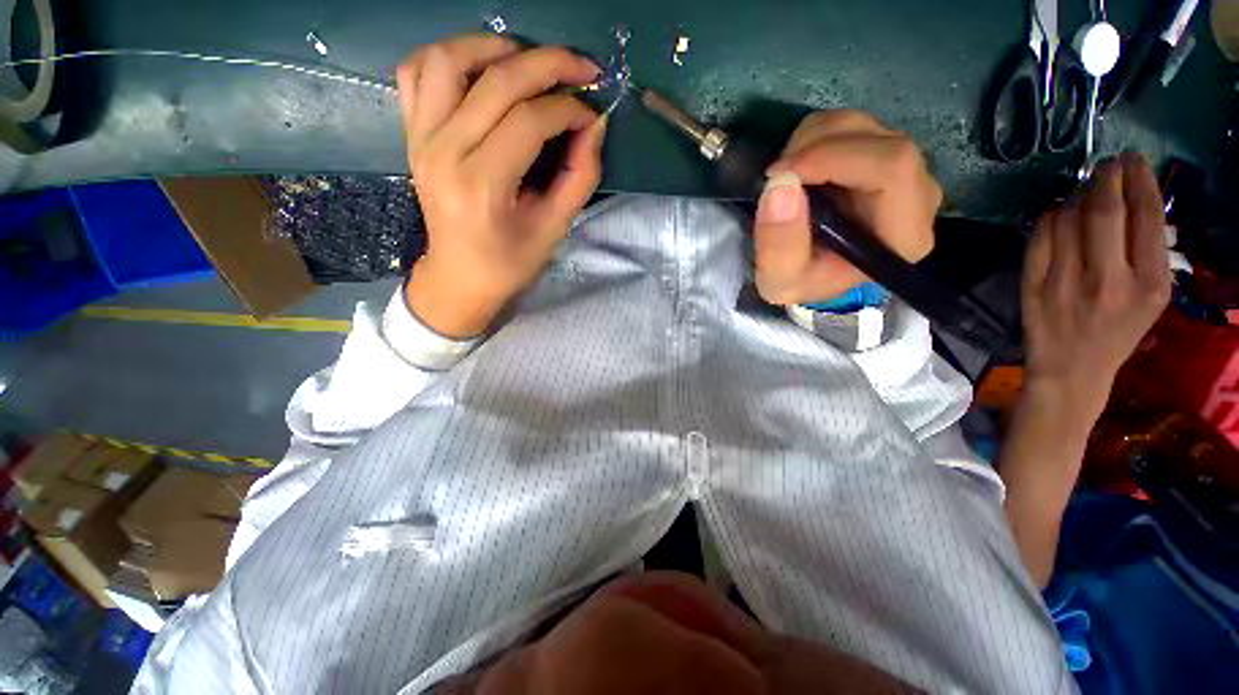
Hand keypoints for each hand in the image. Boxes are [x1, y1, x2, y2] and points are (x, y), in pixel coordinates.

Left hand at [396, 34, 607, 337]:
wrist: (459, 277)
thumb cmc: (509, 262)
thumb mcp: (554, 229)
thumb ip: (579, 177)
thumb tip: (593, 126)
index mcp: (482, 185)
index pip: (529, 121)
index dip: (569, 109)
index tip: (593, 114)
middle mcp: (444, 151)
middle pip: (497, 81)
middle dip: (549, 64)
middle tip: (582, 68)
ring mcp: (420, 138)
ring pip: (448, 59)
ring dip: (494, 47)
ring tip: (529, 60)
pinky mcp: (412, 134)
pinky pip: (416, 72)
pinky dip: (448, 56)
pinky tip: (480, 69)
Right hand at [753, 110, 941, 304]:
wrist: (813, 277)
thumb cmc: (803, 282)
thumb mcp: (780, 280)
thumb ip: (779, 244)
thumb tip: (780, 184)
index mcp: (903, 235)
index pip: (892, 168)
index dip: (834, 158)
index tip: (781, 174)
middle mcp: (918, 197)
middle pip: (883, 141)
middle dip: (818, 146)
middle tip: (776, 173)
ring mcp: (906, 172)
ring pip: (868, 127)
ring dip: (814, 138)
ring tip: (784, 173)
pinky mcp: (884, 158)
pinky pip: (856, 129)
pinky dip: (817, 137)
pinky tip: (798, 168)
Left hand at [1021, 153, 1170, 421]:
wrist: (1071, 367)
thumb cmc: (1118, 331)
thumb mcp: (1153, 297)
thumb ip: (1147, 250)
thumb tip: (1132, 197)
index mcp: (1148, 283)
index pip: (1145, 216)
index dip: (1138, 180)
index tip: (1133, 160)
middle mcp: (1108, 279)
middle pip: (1104, 210)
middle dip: (1106, 177)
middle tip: (1108, 163)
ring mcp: (1065, 282)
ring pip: (1069, 218)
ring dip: (1078, 195)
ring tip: (1086, 190)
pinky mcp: (1032, 285)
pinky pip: (1040, 236)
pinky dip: (1050, 217)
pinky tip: (1060, 215)